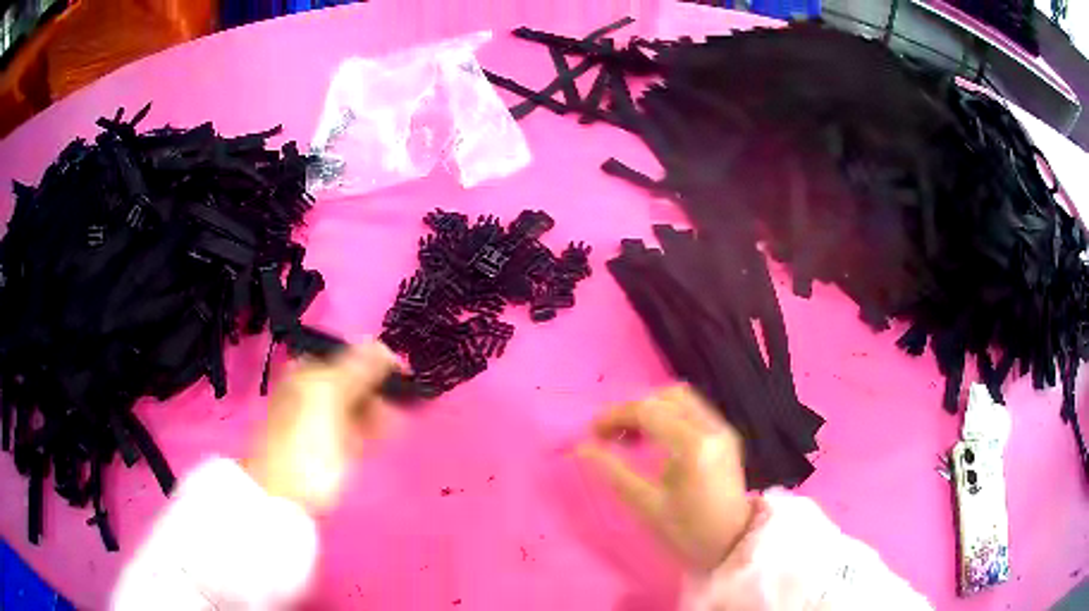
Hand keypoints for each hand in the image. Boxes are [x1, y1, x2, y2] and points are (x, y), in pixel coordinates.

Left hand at [243, 341, 398, 512]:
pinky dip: (377, 427)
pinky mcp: (338, 448)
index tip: (402, 372)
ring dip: (382, 408)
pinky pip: (362, 429)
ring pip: (361, 406)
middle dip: (380, 387)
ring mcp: (327, 422)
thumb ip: (356, 369)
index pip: (347, 355)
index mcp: (308, 373)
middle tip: (404, 399)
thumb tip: (382, 344)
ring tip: (398, 419)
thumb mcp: (328, 396)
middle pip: (356, 381)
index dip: (375, 360)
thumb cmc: (305, 441)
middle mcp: (316, 393)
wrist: (289, 496)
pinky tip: (390, 430)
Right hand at [577, 384, 754, 571]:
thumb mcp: (647, 506)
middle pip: (665, 397)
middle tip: (609, 434)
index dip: (615, 416)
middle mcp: (711, 427)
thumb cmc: (689, 531)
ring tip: (629, 436)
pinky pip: (692, 411)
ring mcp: (722, 429)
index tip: (592, 433)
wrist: (733, 544)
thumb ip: (614, 473)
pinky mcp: (725, 436)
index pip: (648, 411)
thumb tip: (582, 448)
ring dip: (651, 409)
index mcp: (693, 445)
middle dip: (632, 409)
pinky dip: (667, 416)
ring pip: (680, 399)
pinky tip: (653, 440)